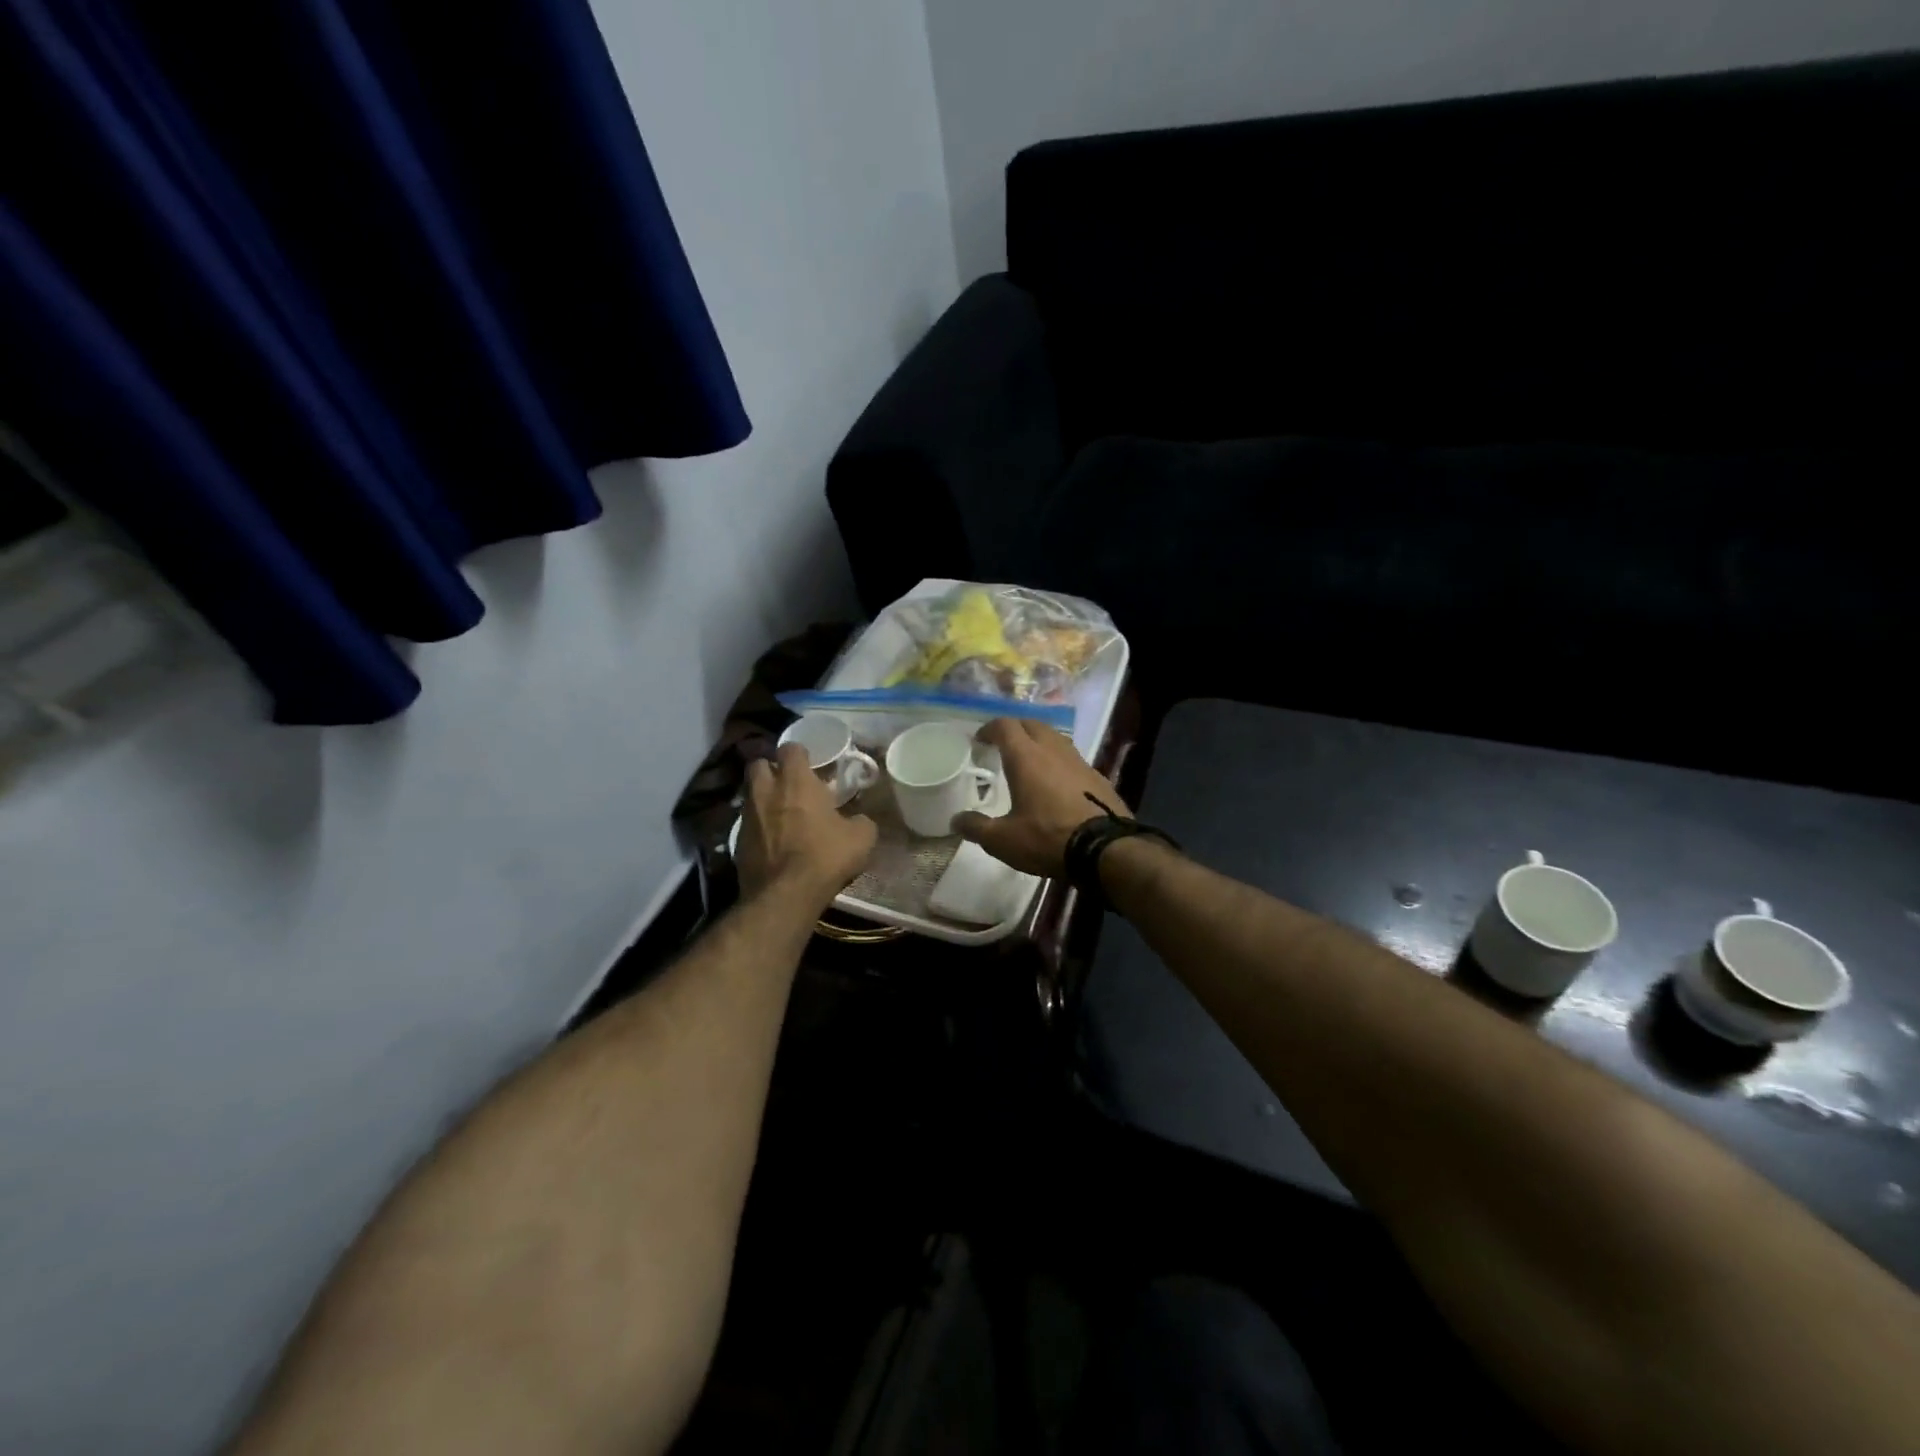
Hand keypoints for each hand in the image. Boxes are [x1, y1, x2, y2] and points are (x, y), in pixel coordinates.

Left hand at [737, 745, 877, 905]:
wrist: (785, 896)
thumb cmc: (825, 857)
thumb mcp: (861, 838)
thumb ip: (860, 820)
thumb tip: (858, 820)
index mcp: (796, 781)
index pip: (791, 748)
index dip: (800, 754)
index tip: (811, 764)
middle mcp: (766, 791)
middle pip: (759, 764)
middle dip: (771, 769)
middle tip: (789, 784)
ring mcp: (747, 816)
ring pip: (750, 794)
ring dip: (763, 798)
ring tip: (781, 814)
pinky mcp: (737, 842)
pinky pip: (747, 824)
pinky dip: (758, 827)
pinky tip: (772, 842)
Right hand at [954, 718, 1130, 877]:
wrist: (1105, 849)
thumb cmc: (1047, 838)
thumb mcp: (1003, 840)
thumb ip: (977, 827)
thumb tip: (956, 820)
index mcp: (1026, 757)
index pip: (1005, 726)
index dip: (990, 728)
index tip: (980, 739)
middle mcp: (1053, 750)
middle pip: (1032, 724)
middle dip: (1015, 729)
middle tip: (1003, 744)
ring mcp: (1079, 761)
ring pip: (1055, 738)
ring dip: (1039, 741)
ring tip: (1029, 759)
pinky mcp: (1098, 776)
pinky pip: (1072, 758)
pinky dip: (1058, 760)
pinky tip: (1057, 781)